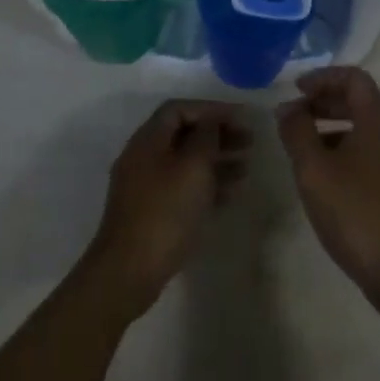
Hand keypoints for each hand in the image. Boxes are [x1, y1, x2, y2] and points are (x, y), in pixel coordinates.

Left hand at [86, 99, 249, 319]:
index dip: (212, 109)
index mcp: (148, 140)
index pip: (180, 109)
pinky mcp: (151, 212)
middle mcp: (143, 157)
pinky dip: (206, 185)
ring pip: (185, 162)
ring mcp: (145, 186)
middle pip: (184, 134)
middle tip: (250, 142)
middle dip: (217, 135)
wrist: (129, 271)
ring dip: (216, 160)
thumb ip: (206, 137)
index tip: (241, 118)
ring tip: (246, 168)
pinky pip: (183, 187)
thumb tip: (213, 120)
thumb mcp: (193, 167)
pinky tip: (230, 194)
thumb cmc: (165, 211)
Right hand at [278, 67, 379, 320]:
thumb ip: (297, 132)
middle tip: (294, 116)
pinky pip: (371, 157)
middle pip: (360, 103)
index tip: (296, 89)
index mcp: (379, 121)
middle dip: (325, 104)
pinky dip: (345, 154)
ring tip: (303, 150)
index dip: (323, 77)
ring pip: (365, 132)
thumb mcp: (314, 169)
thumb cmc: (356, 210)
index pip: (354, 78)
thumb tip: (288, 107)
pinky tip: (325, 180)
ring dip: (333, 131)